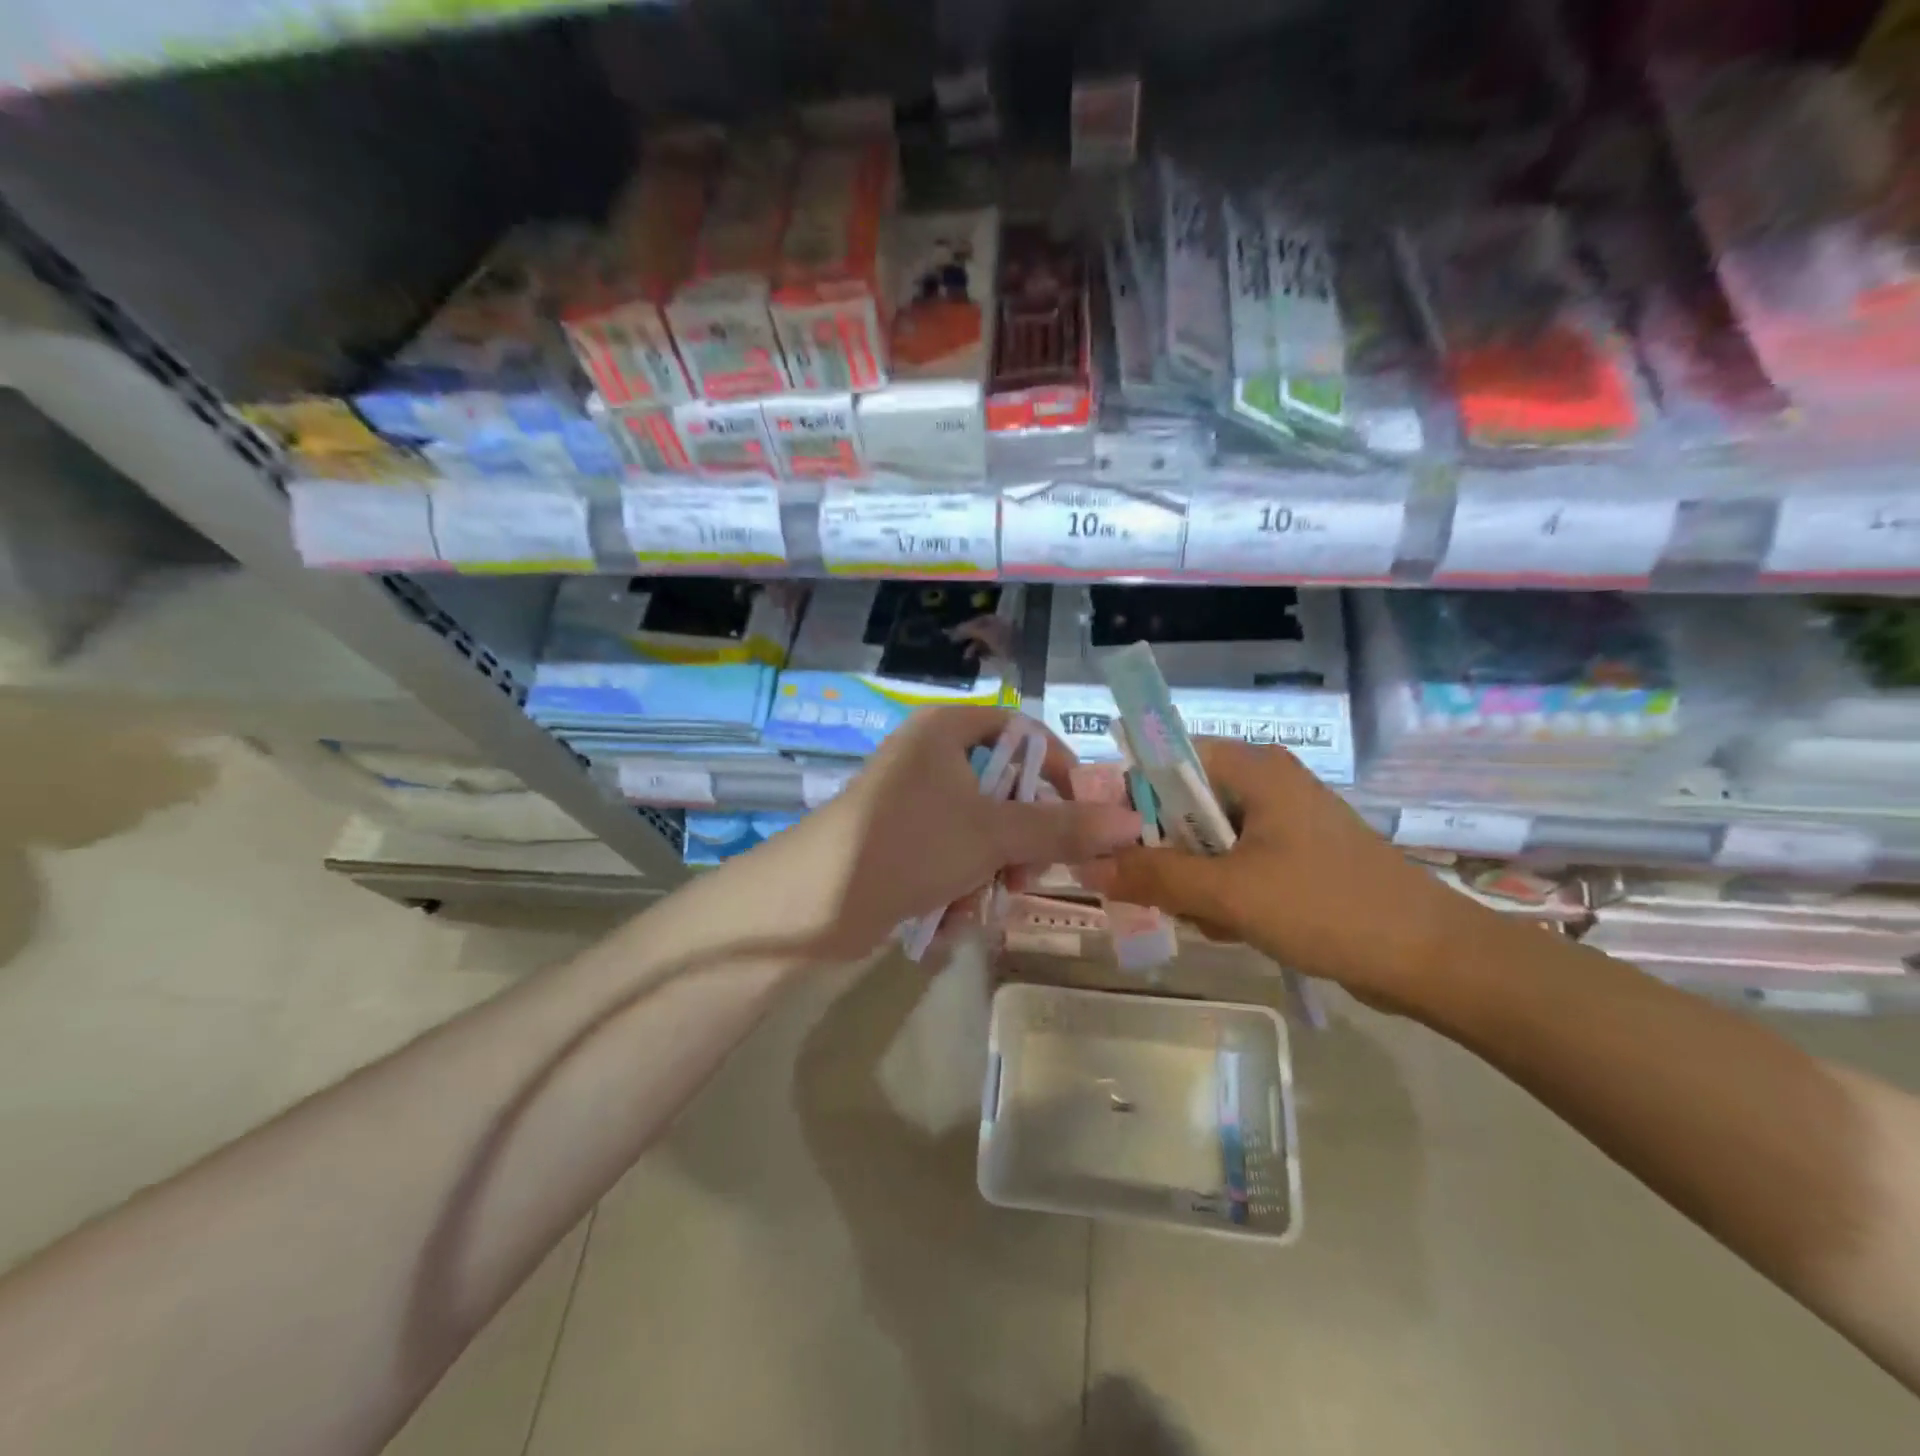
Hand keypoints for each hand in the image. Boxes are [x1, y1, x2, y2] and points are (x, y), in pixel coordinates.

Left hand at [737, 706, 1141, 958]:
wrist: (814, 904)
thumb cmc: (908, 844)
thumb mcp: (993, 835)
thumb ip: (1062, 828)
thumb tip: (1132, 824)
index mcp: (946, 731)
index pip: (1023, 732)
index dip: (1058, 769)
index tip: (1083, 812)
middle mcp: (930, 758)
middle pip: (1007, 790)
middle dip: (1020, 842)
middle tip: (1027, 874)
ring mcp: (914, 804)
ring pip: (984, 834)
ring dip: (991, 875)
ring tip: (979, 904)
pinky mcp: (902, 845)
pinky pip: (954, 860)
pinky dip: (960, 890)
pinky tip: (948, 918)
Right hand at [1081, 738, 1475, 1008]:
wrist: (1433, 960)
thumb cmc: (1327, 908)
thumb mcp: (1229, 893)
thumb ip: (1154, 877)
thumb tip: (1086, 866)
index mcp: (1253, 769)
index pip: (1166, 759)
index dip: (1131, 797)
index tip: (1110, 843)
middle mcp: (1265, 783)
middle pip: (1183, 802)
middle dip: (1164, 851)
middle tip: (1156, 894)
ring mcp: (1283, 821)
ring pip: (1206, 839)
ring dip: (1191, 879)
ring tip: (1204, 920)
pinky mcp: (1294, 856)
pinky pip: (1234, 863)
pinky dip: (1221, 891)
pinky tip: (1228, 928)